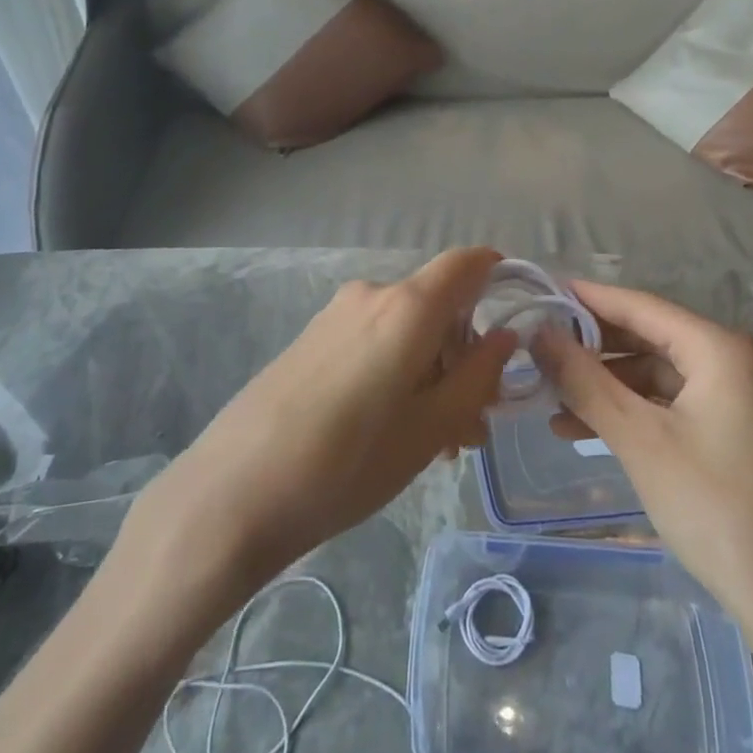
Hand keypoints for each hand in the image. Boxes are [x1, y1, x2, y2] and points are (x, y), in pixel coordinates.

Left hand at [132, 248, 515, 591]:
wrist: (237, 490)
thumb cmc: (350, 461)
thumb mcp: (432, 427)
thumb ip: (478, 375)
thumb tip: (506, 336)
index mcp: (408, 306)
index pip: (467, 262)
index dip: (498, 277)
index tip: (515, 324)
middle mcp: (371, 294)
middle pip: (438, 307)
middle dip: (465, 357)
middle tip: (472, 427)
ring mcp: (335, 315)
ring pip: (406, 331)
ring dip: (431, 374)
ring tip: (434, 442)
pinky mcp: (311, 339)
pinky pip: (372, 341)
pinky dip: (397, 372)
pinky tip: (391, 430)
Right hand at [531, 281, 752, 685]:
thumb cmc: (717, 508)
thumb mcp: (640, 440)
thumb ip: (585, 381)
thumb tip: (538, 333)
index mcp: (720, 350)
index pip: (639, 305)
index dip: (586, 299)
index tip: (538, 294)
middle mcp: (734, 364)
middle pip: (649, 338)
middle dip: (591, 348)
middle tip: (536, 352)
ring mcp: (740, 402)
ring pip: (658, 376)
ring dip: (606, 387)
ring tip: (551, 403)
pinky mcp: (737, 438)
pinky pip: (673, 407)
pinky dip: (632, 414)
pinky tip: (589, 432)